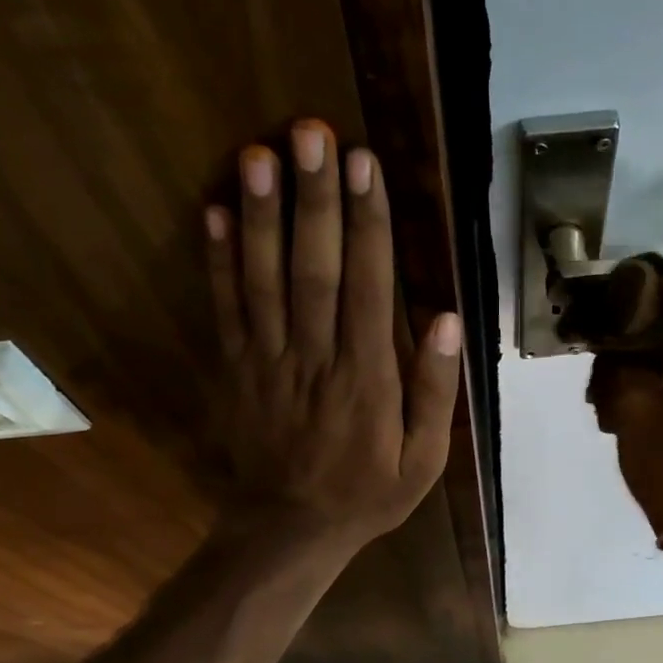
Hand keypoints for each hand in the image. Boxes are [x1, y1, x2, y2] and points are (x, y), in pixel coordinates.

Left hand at [205, 121, 461, 555]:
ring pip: (263, 279)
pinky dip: (217, 260)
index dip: (366, 223)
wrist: (290, 530)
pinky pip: (225, 309)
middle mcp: (314, 359)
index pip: (366, 287)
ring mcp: (267, 362)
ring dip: (261, 215)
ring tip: (259, 153)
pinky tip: (215, 211)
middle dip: (313, 199)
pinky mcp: (235, 369)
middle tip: (310, 133)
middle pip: (312, 268)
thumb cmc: (366, 494)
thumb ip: (434, 391)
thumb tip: (447, 320)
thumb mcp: (423, 461)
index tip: (364, 166)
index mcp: (366, 379)